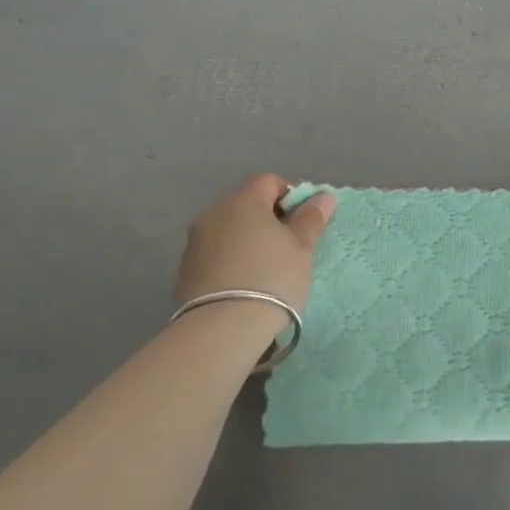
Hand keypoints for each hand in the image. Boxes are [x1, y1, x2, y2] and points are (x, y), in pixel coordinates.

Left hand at [174, 175, 335, 312]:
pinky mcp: (184, 270)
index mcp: (244, 201)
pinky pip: (214, 254)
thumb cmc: (272, 278)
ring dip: (246, 240)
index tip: (303, 221)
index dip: (290, 195)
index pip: (269, 181)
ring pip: (228, 230)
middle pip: (246, 205)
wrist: (222, 328)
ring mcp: (195, 242)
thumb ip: (311, 218)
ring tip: (264, 269)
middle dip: (267, 219)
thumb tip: (324, 196)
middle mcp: (214, 213)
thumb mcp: (302, 248)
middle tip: (288, 247)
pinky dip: (230, 261)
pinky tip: (243, 285)